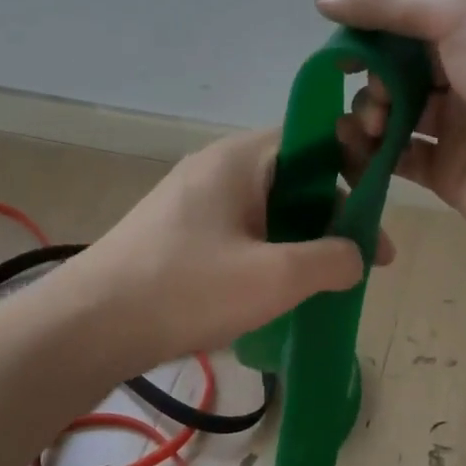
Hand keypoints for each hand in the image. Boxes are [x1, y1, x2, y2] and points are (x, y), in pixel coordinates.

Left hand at [65, 129, 393, 373]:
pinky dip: (269, 254)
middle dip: (333, 216)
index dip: (355, 168)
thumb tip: (356, 255)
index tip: (376, 214)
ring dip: (302, 241)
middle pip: (294, 177)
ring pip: (268, 210)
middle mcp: (216, 170)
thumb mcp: (275, 277)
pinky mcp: (178, 235)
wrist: (89, 326)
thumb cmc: (186, 290)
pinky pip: (240, 233)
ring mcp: (192, 202)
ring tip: (326, 283)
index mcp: (240, 159)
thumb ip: (332, 260)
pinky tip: (277, 292)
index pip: (315, 139)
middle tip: (361, 262)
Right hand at [317, 0, 465, 280]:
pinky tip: (355, 153)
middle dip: (366, 77)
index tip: (335, 47)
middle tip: (378, 99)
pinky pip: (395, 160)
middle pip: (391, 67)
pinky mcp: (449, 176)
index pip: (402, 16)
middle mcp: (465, 70)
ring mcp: (458, 126)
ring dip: (364, 115)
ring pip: (389, 114)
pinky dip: (367, 156)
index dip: (364, 27)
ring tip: (369, 128)